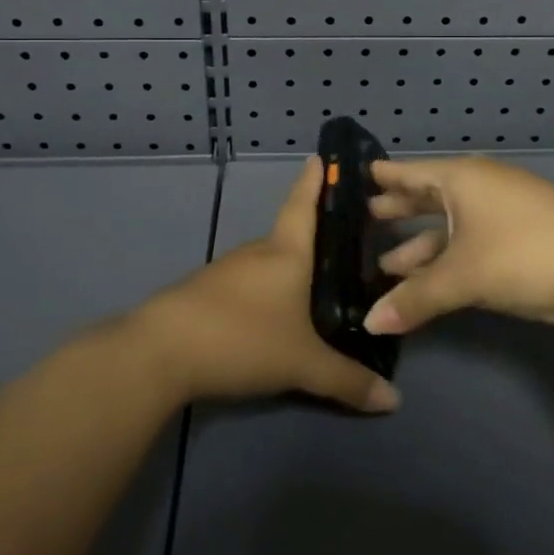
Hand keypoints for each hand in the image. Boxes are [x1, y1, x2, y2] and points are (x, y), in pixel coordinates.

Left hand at [133, 157, 399, 413]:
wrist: (159, 352)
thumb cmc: (241, 337)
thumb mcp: (302, 364)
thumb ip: (347, 381)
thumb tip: (394, 399)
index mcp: (285, 252)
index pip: (303, 205)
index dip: (314, 180)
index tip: (321, 155)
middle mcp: (257, 253)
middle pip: (289, 237)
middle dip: (313, 240)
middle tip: (343, 248)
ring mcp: (226, 271)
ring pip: (267, 264)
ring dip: (287, 271)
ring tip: (313, 288)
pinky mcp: (204, 293)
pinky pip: (246, 285)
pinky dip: (264, 292)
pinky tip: (271, 316)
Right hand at [362, 156, 553, 335]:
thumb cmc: (524, 254)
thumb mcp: (463, 276)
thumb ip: (414, 298)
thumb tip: (369, 323)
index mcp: (461, 179)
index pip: (409, 172)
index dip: (382, 176)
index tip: (353, 177)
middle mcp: (478, 188)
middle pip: (428, 197)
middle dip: (398, 211)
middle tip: (363, 219)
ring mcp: (502, 214)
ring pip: (449, 227)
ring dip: (420, 246)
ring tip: (385, 264)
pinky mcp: (519, 241)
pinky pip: (469, 244)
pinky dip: (446, 260)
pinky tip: (428, 281)